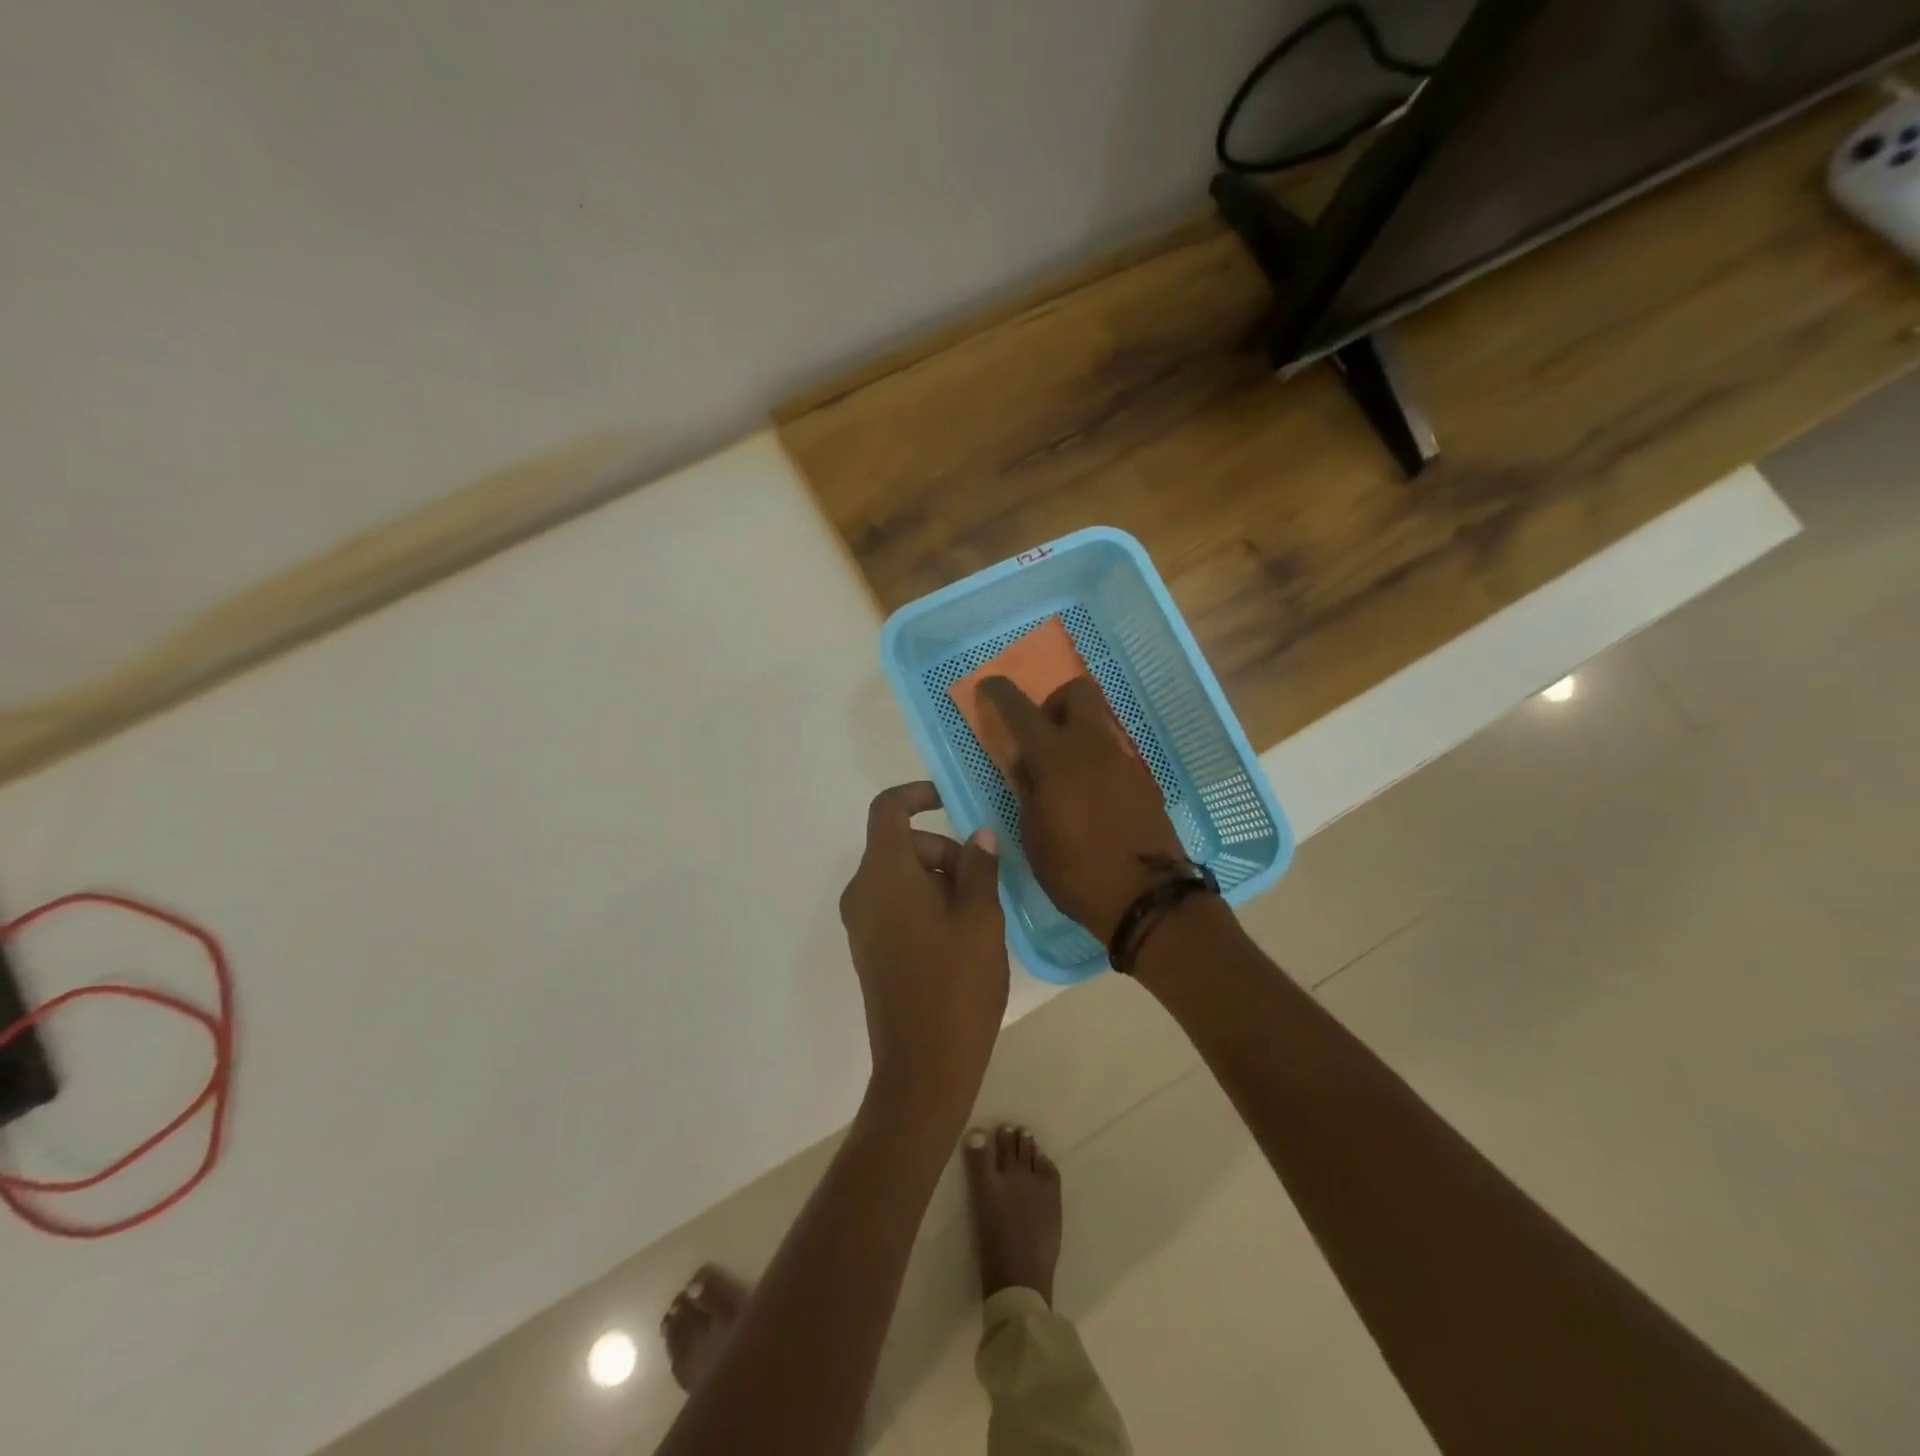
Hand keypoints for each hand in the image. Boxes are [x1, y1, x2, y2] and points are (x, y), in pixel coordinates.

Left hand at [839, 782, 1007, 1112]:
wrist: (924, 1065)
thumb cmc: (956, 984)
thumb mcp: (981, 918)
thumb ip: (979, 867)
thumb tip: (978, 837)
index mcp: (884, 874)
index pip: (888, 809)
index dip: (918, 794)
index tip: (952, 801)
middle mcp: (862, 892)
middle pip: (899, 844)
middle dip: (942, 849)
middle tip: (984, 880)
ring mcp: (862, 923)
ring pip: (899, 876)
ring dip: (938, 878)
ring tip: (979, 912)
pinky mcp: (869, 949)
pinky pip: (894, 904)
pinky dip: (924, 901)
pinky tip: (960, 934)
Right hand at [978, 676, 1186, 941]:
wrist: (1146, 898)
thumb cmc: (1076, 872)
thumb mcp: (1034, 836)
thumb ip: (1026, 790)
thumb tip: (1024, 761)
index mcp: (1056, 758)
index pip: (1022, 710)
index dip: (1001, 693)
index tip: (989, 686)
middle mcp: (1092, 747)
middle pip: (1076, 693)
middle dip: (1053, 703)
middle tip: (1040, 737)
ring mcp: (1122, 760)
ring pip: (1096, 722)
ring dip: (1075, 732)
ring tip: (1062, 774)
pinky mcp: (1142, 779)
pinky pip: (1112, 752)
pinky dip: (1094, 758)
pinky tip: (1088, 794)